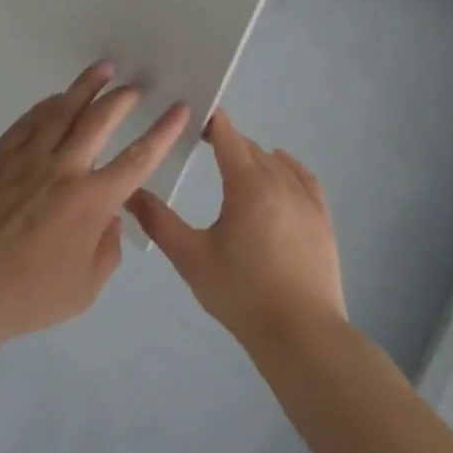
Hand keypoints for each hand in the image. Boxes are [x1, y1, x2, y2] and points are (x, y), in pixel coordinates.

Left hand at [0, 62, 189, 343]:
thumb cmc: (29, 294)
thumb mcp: (85, 288)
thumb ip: (108, 250)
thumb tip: (111, 218)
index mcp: (92, 201)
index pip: (138, 158)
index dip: (164, 131)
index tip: (180, 109)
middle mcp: (65, 168)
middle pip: (100, 120)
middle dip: (123, 98)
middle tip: (136, 84)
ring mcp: (29, 157)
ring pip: (63, 110)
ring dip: (86, 87)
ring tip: (102, 67)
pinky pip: (28, 121)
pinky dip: (46, 105)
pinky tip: (55, 97)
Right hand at [128, 108, 345, 347]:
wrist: (301, 334)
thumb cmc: (241, 293)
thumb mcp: (191, 258)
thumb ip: (159, 222)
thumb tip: (130, 193)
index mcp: (247, 184)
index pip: (227, 135)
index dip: (210, 122)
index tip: (192, 119)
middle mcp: (279, 181)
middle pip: (250, 148)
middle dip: (227, 142)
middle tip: (203, 146)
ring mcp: (305, 200)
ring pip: (276, 162)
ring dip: (254, 156)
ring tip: (235, 162)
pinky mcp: (322, 219)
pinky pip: (304, 178)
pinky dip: (289, 166)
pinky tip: (281, 166)